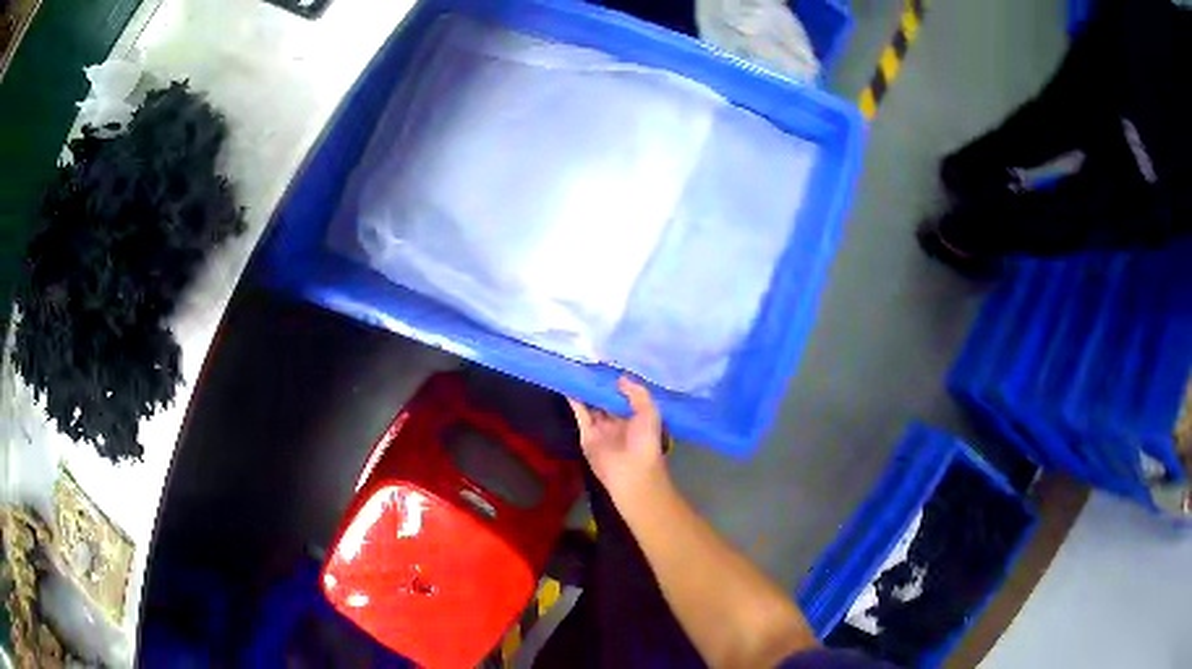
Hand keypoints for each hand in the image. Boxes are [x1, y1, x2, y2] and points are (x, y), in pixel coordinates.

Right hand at [567, 376, 667, 500]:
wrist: (631, 472)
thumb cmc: (645, 442)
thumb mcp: (650, 412)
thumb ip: (637, 393)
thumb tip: (620, 378)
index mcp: (635, 416)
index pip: (624, 395)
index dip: (617, 382)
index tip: (608, 364)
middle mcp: (617, 420)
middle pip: (606, 399)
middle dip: (599, 384)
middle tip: (589, 363)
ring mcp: (601, 427)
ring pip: (591, 404)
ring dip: (585, 390)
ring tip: (576, 370)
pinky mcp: (586, 434)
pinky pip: (580, 414)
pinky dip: (574, 401)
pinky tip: (569, 385)